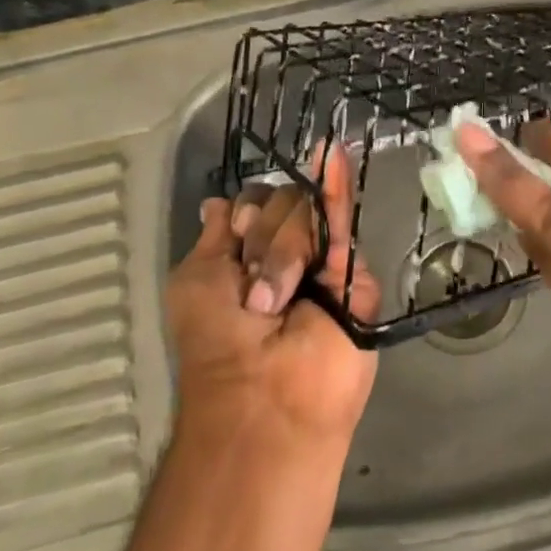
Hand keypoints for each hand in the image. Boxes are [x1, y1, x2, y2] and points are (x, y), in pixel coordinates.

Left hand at [165, 150, 377, 454]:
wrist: (268, 398)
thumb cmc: (219, 345)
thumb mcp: (196, 282)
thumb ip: (215, 236)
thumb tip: (219, 202)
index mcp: (245, 258)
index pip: (254, 203)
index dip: (247, 211)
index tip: (237, 235)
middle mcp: (285, 254)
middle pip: (282, 201)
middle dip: (265, 236)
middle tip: (258, 291)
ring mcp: (321, 263)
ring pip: (309, 211)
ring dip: (286, 248)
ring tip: (280, 299)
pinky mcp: (354, 276)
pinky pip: (344, 226)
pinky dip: (338, 186)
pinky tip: (334, 153)